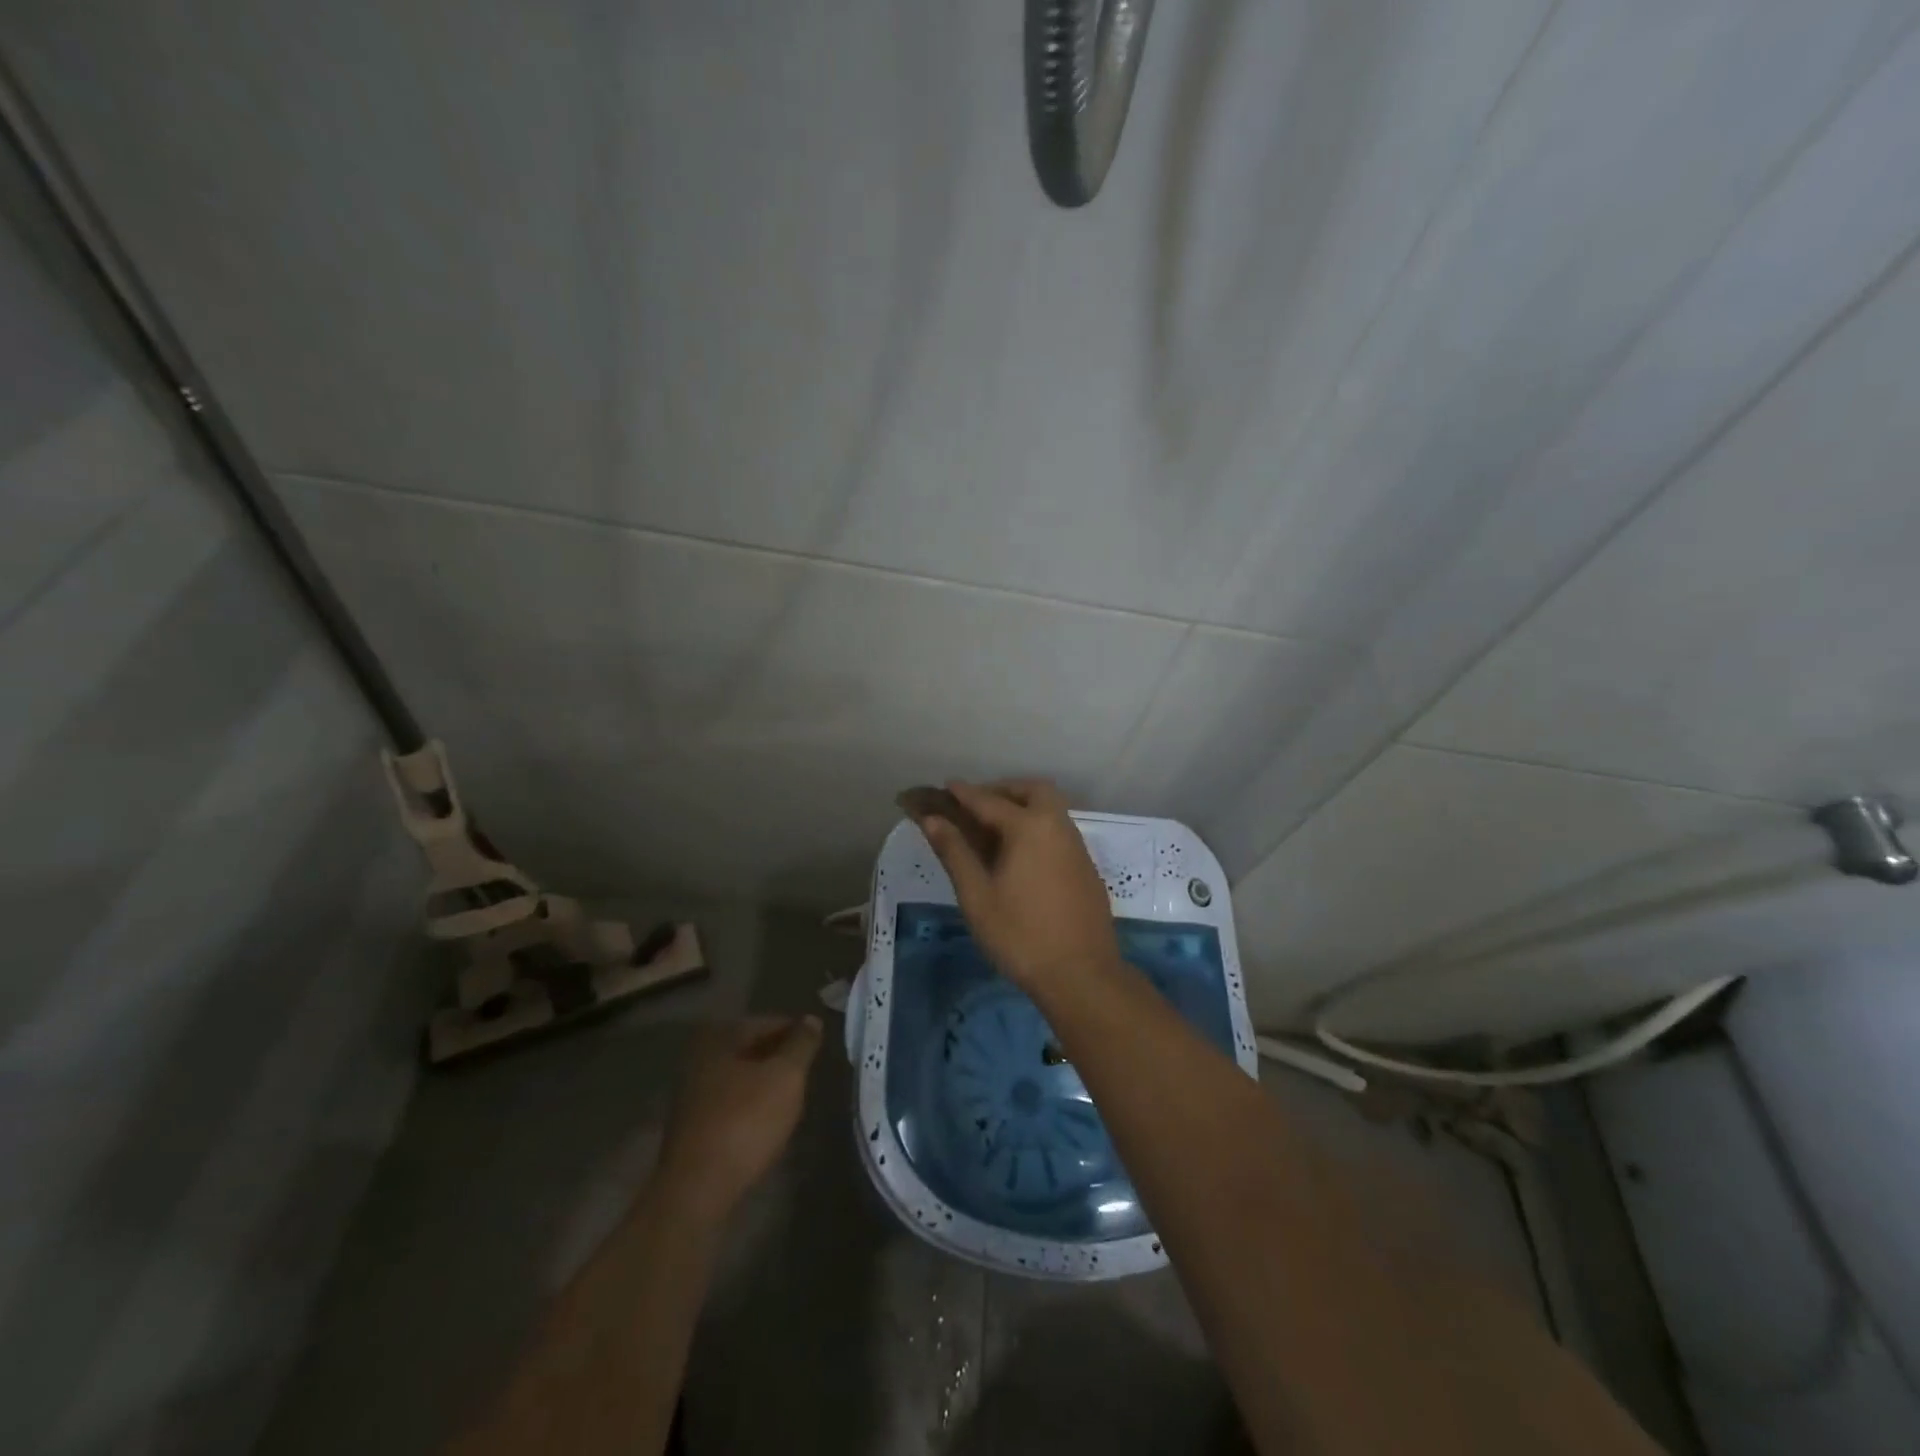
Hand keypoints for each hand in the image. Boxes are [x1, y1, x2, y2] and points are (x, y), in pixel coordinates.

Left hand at [655, 1015, 822, 1219]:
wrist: (697, 1190)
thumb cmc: (745, 1121)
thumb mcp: (786, 1076)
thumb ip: (801, 1044)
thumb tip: (811, 1019)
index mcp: (719, 1037)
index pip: (768, 1022)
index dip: (797, 1032)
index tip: (819, 1047)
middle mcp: (700, 1057)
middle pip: (752, 1048)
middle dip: (781, 1056)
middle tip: (808, 1071)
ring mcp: (692, 1092)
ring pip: (741, 1075)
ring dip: (766, 1081)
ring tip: (794, 1095)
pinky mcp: (693, 1124)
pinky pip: (731, 1101)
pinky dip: (752, 1103)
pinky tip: (768, 1119)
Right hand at [916, 779, 1118, 994]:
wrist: (1081, 975)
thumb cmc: (1020, 935)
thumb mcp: (977, 896)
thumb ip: (955, 852)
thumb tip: (932, 819)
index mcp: (1029, 827)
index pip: (989, 801)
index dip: (964, 793)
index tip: (946, 786)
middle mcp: (1058, 827)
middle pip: (1033, 791)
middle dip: (1004, 790)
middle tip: (978, 806)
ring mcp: (1077, 848)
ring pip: (1051, 810)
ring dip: (1024, 807)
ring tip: (994, 830)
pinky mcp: (1086, 868)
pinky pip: (1059, 832)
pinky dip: (1038, 827)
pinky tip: (1022, 856)